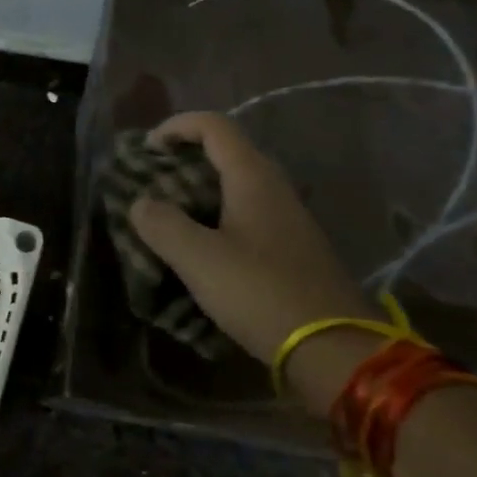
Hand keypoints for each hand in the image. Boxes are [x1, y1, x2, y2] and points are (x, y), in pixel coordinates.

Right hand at [129, 112, 363, 366]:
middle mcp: (274, 187)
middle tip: (153, 181)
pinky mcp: (293, 247)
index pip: (214, 126)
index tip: (147, 149)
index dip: (177, 126)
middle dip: (185, 159)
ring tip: (169, 215)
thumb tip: (141, 204)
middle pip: (226, 152)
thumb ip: (163, 224)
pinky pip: (248, 213)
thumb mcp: (199, 260)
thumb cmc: (261, 293)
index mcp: (252, 177)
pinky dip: (218, 215)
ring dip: (201, 190)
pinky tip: (202, 247)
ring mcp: (289, 217)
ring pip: (237, 185)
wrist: (335, 350)